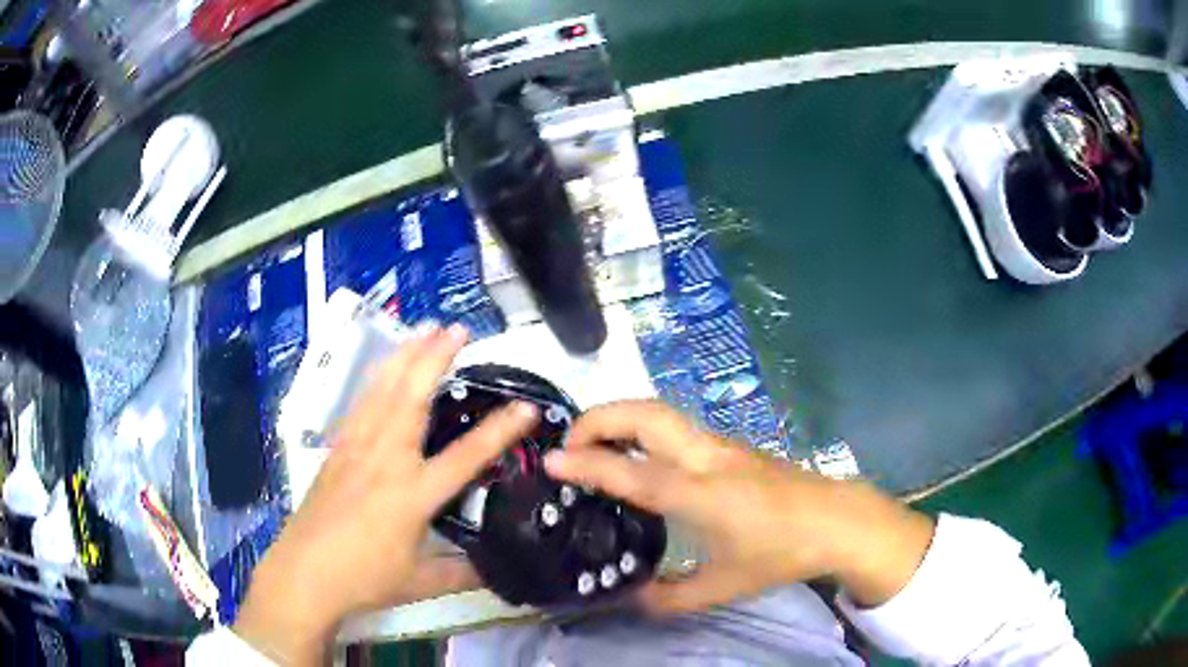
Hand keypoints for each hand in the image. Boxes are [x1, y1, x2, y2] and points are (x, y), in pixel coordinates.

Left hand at [234, 324, 537, 663]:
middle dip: (436, 358)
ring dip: (405, 355)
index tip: (525, 407)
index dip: (499, 431)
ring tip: (424, 329)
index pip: (466, 456)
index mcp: (411, 495)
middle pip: (412, 398)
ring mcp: (356, 449)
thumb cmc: (362, 579)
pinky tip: (383, 367)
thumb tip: (494, 571)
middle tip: (458, 330)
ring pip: (382, 390)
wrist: (304, 573)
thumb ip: (460, 574)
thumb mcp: (419, 583)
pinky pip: (360, 403)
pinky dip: (376, 377)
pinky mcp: (336, 450)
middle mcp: (384, 460)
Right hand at [544, 400, 934, 615]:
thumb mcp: (724, 586)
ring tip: (594, 444)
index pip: (632, 472)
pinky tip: (637, 454)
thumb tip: (631, 597)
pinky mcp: (729, 444)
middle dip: (599, 418)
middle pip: (646, 414)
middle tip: (570, 443)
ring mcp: (720, 445)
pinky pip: (675, 425)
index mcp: (701, 496)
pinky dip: (642, 426)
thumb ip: (671, 598)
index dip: (587, 464)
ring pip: (661, 412)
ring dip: (620, 417)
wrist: (834, 520)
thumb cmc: (780, 554)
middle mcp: (706, 459)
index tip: (551, 461)